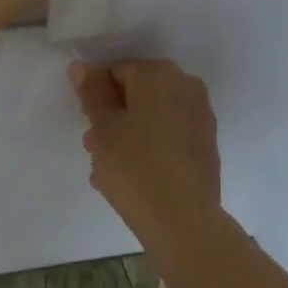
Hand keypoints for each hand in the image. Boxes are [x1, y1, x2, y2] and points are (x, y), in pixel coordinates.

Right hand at [69, 60, 221, 241]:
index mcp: (160, 73)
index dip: (96, 98)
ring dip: (127, 137)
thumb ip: (92, 93)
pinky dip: (149, 149)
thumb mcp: (103, 127)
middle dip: (112, 119)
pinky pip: (169, 138)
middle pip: (137, 95)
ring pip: (152, 119)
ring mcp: (200, 117)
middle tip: (93, 149)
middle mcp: (186, 86)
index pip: (116, 72)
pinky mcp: (206, 146)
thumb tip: (81, 67)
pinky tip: (130, 179)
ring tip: (106, 171)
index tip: (87, 126)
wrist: (183, 220)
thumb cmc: (135, 165)